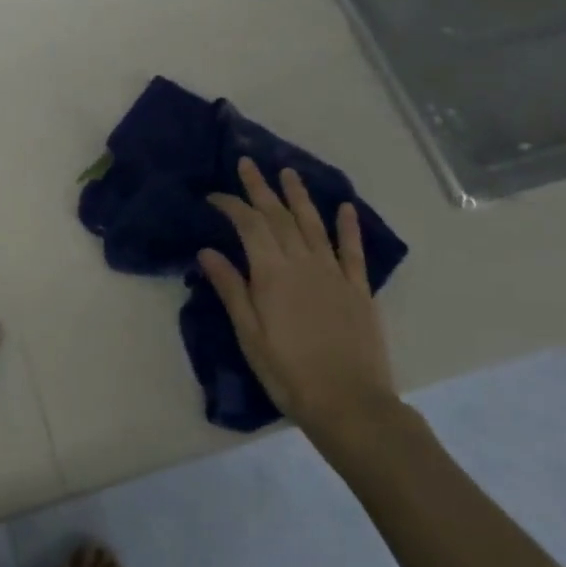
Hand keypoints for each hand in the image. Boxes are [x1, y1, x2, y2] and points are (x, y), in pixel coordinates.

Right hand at [198, 158, 398, 453]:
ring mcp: (334, 273)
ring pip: (314, 224)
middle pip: (279, 216)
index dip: (231, 205)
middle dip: (261, 188)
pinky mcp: (358, 289)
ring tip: (288, 172)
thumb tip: (207, 251)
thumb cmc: (288, 372)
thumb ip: (230, 288)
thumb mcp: (249, 334)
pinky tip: (346, 208)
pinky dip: (349, 227)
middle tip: (248, 163)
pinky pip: (353, 250)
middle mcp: (303, 263)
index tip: (214, 195)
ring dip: (299, 196)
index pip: (248, 225)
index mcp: (272, 273)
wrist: (349, 403)